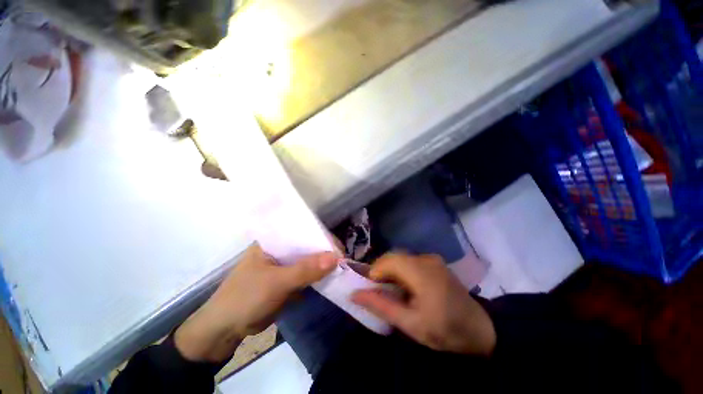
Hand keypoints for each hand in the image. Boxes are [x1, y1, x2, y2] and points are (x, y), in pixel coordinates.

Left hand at [175, 244, 337, 362]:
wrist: (225, 330)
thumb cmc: (245, 298)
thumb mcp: (276, 282)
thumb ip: (305, 270)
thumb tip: (335, 258)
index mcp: (272, 242)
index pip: (301, 231)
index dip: (319, 237)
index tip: (338, 247)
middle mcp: (279, 250)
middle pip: (306, 246)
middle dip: (323, 252)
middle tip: (343, 258)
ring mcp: (283, 266)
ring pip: (307, 261)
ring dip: (321, 265)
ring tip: (340, 268)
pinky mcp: (286, 281)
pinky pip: (305, 275)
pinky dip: (316, 277)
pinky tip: (329, 278)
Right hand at [352, 253, 495, 355]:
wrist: (481, 329)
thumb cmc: (445, 330)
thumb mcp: (410, 323)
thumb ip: (381, 306)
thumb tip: (355, 294)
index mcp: (420, 271)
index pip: (386, 261)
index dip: (374, 274)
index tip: (373, 293)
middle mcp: (425, 258)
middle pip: (392, 257)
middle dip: (381, 272)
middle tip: (381, 293)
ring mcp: (431, 258)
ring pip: (400, 258)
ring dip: (391, 271)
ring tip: (392, 291)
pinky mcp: (435, 262)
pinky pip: (410, 261)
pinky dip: (401, 270)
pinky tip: (407, 287)